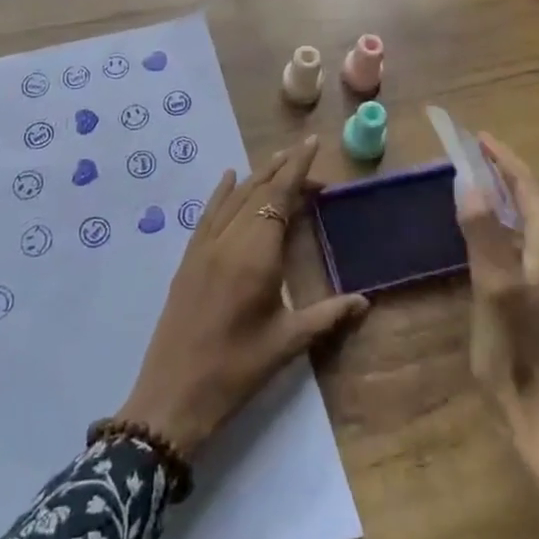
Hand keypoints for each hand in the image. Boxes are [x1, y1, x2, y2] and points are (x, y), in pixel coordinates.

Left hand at [116, 135, 368, 456]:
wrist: (173, 395)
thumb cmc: (236, 370)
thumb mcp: (287, 343)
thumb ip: (327, 316)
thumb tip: (365, 301)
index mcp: (257, 254)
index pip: (280, 196)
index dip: (298, 168)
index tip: (312, 144)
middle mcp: (230, 239)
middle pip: (259, 191)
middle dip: (283, 169)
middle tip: (306, 155)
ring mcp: (205, 246)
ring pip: (235, 197)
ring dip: (257, 176)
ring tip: (278, 161)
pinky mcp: (189, 257)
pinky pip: (208, 213)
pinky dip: (222, 192)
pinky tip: (229, 178)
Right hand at [458, 133, 538, 538]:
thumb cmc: (518, 356)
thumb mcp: (492, 290)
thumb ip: (482, 232)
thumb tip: (469, 181)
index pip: (529, 185)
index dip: (503, 157)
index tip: (476, 136)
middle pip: (537, 200)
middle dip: (505, 174)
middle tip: (470, 158)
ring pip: (538, 222)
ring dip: (509, 199)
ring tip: (478, 187)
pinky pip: (538, 244)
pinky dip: (514, 225)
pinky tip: (495, 237)